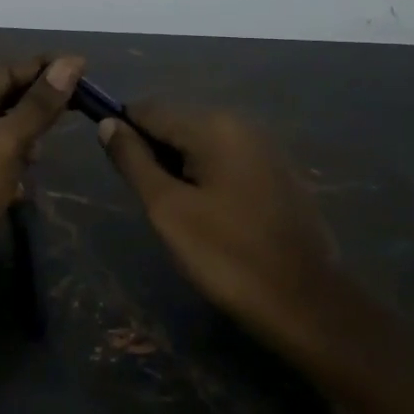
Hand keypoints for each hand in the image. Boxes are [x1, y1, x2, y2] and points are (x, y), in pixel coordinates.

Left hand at [0, 55, 84, 332]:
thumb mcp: (4, 144)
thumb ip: (38, 105)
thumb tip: (70, 63)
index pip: (3, 71)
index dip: (44, 69)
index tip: (85, 67)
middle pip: (2, 99)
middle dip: (37, 106)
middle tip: (82, 106)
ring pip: (1, 131)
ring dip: (26, 140)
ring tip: (43, 154)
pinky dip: (13, 166)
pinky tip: (23, 186)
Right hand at [98, 105, 347, 360]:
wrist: (306, 304)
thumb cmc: (227, 255)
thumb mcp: (167, 208)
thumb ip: (134, 161)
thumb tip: (107, 124)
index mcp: (214, 126)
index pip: (149, 110)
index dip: (124, 133)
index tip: (117, 171)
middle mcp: (243, 124)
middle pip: (177, 124)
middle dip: (155, 155)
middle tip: (153, 203)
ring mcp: (266, 149)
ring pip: (202, 145)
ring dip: (181, 169)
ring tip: (180, 214)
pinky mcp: (280, 174)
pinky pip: (228, 162)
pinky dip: (209, 179)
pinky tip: (212, 218)